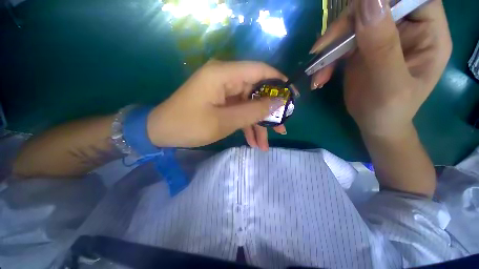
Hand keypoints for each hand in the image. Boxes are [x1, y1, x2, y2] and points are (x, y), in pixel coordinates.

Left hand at [147, 60, 286, 149]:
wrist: (162, 132)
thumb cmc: (190, 125)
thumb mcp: (225, 121)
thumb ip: (253, 111)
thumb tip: (278, 103)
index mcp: (224, 74)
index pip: (260, 71)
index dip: (279, 83)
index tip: (292, 99)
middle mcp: (225, 78)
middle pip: (256, 91)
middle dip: (268, 113)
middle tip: (281, 129)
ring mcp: (223, 91)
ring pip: (248, 105)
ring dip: (257, 124)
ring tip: (265, 144)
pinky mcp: (221, 102)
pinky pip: (239, 111)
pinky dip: (246, 126)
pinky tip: (253, 142)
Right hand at [310, 0, 451, 137]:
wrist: (374, 123)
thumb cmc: (389, 110)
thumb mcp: (389, 83)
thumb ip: (383, 45)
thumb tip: (368, 1)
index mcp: (429, 33)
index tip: (359, 11)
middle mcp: (407, 28)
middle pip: (377, 6)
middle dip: (348, 23)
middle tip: (324, 46)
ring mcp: (383, 37)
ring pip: (354, 22)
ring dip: (331, 45)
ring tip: (318, 71)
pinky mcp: (363, 48)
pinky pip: (342, 43)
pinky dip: (327, 59)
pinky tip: (320, 77)